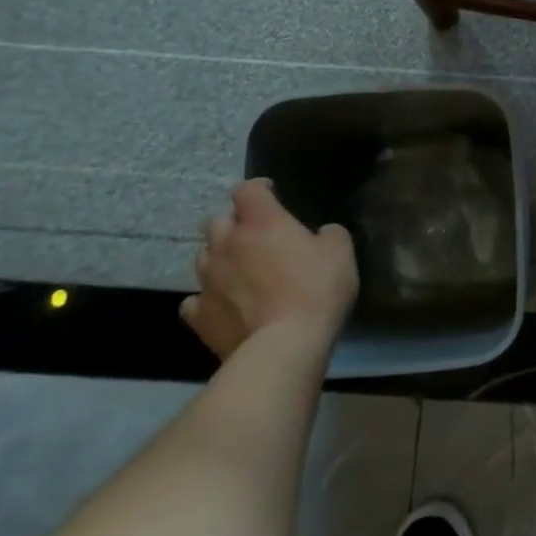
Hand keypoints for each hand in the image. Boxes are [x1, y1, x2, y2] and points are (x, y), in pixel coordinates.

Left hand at [182, 179, 357, 359]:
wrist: (283, 346)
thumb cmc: (316, 290)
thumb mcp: (341, 252)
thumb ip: (329, 234)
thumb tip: (321, 233)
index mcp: (261, 222)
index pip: (247, 189)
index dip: (258, 188)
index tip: (271, 193)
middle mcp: (227, 244)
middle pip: (217, 220)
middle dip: (233, 223)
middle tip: (254, 234)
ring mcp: (208, 280)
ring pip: (203, 257)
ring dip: (219, 257)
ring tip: (238, 269)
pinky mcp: (199, 315)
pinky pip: (194, 300)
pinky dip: (207, 297)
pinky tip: (223, 304)